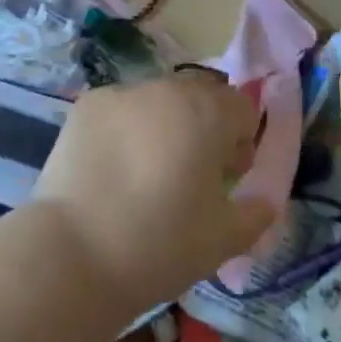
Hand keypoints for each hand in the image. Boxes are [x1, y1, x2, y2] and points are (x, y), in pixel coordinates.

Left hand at [29, 72, 276, 321]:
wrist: (75, 252)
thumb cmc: (161, 244)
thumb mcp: (223, 240)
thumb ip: (256, 213)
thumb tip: (265, 201)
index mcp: (207, 112)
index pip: (241, 107)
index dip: (242, 141)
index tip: (229, 176)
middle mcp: (166, 89)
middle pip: (200, 95)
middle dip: (205, 125)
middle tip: (192, 173)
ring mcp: (122, 92)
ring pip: (158, 99)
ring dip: (164, 124)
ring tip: (148, 172)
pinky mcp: (87, 105)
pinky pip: (121, 109)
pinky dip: (125, 129)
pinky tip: (113, 169)